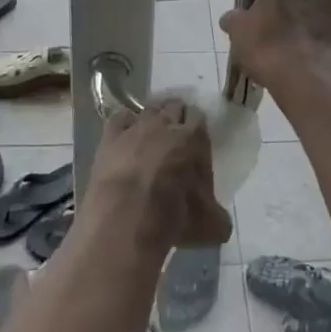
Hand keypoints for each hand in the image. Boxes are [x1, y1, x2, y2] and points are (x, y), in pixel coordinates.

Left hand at [87, 100, 230, 253]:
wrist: (126, 218)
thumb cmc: (173, 217)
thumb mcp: (209, 225)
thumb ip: (218, 216)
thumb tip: (220, 221)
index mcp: (194, 138)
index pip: (198, 117)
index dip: (196, 125)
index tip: (195, 137)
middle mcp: (166, 124)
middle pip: (173, 106)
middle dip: (175, 116)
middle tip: (175, 134)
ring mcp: (136, 127)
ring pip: (147, 109)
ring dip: (151, 118)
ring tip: (151, 133)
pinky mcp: (110, 136)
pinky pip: (119, 118)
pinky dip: (124, 124)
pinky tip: (124, 135)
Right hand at [220, 0, 330, 85]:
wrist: (308, 76)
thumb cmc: (268, 41)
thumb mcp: (239, 29)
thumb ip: (235, 18)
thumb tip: (232, 19)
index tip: (262, 0)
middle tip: (273, 22)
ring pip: (317, 4)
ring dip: (306, 17)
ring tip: (288, 43)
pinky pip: (327, 25)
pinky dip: (317, 34)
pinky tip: (301, 54)